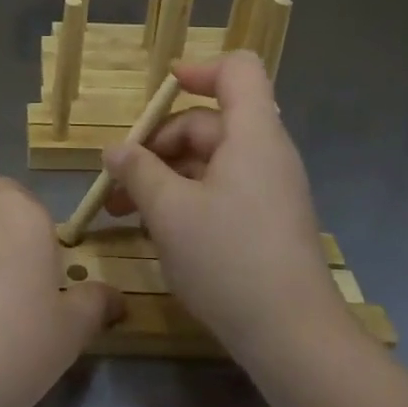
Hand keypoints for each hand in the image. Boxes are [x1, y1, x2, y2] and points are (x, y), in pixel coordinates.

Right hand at [104, 52, 348, 366]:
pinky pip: (220, 190)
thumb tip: (115, 150)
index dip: (199, 70)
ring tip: (123, 211)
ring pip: (209, 161)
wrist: (293, 336)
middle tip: (117, 179)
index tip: (160, 91)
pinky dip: (185, 198)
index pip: (237, 71)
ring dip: (164, 176)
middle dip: (158, 144)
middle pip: (208, 122)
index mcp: (253, 135)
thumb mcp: (170, 212)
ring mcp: (268, 190)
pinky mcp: (265, 221)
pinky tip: (156, 230)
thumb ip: (138, 172)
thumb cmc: (229, 260)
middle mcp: (265, 154)